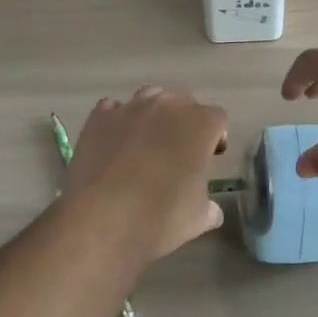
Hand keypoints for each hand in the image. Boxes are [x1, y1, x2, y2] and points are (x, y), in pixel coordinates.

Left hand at [64, 87, 228, 256]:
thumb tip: (211, 211)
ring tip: (147, 142)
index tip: (211, 157)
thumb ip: (209, 208)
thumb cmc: (160, 217)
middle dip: (185, 122)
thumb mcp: (198, 219)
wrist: (101, 219)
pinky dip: (118, 121)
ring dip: (154, 114)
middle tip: (179, 151)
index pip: (218, 119)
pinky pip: (114, 109)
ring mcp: (131, 107)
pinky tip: (115, 142)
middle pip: (184, 102)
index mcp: (200, 124)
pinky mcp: (99, 117)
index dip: (216, 137)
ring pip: (150, 97)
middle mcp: (168, 106)